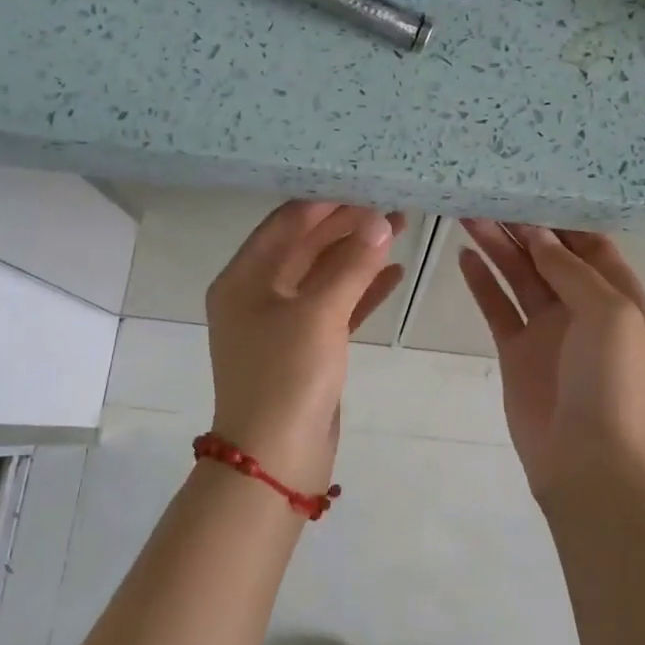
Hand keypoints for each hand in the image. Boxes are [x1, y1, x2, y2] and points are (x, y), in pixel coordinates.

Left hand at [205, 201, 405, 493]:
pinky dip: (361, 290)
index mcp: (243, 279)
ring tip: (401, 227)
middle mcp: (257, 294)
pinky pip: (335, 307)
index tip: (366, 183)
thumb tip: (378, 221)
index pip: (286, 223)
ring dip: (359, 254)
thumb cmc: (286, 377)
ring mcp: (281, 323)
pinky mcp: (304, 348)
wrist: (275, 460)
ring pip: (324, 275)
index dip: (326, 202)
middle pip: (306, 246)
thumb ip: (350, 265)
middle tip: (392, 204)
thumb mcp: (318, 314)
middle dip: (347, 226)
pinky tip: (394, 273)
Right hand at [458, 221, 644, 500]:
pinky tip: (464, 255)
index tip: (529, 189)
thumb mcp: (610, 314)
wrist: (588, 460)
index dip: (561, 219)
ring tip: (467, 215)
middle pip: (549, 256)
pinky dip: (482, 283)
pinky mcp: (517, 351)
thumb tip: (539, 236)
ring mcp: (548, 330)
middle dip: (521, 228)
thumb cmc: (612, 381)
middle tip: (487, 195)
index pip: (590, 244)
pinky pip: (497, 308)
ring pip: (519, 277)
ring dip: (496, 247)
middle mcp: (584, 308)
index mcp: (620, 297)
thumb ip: (572, 271)